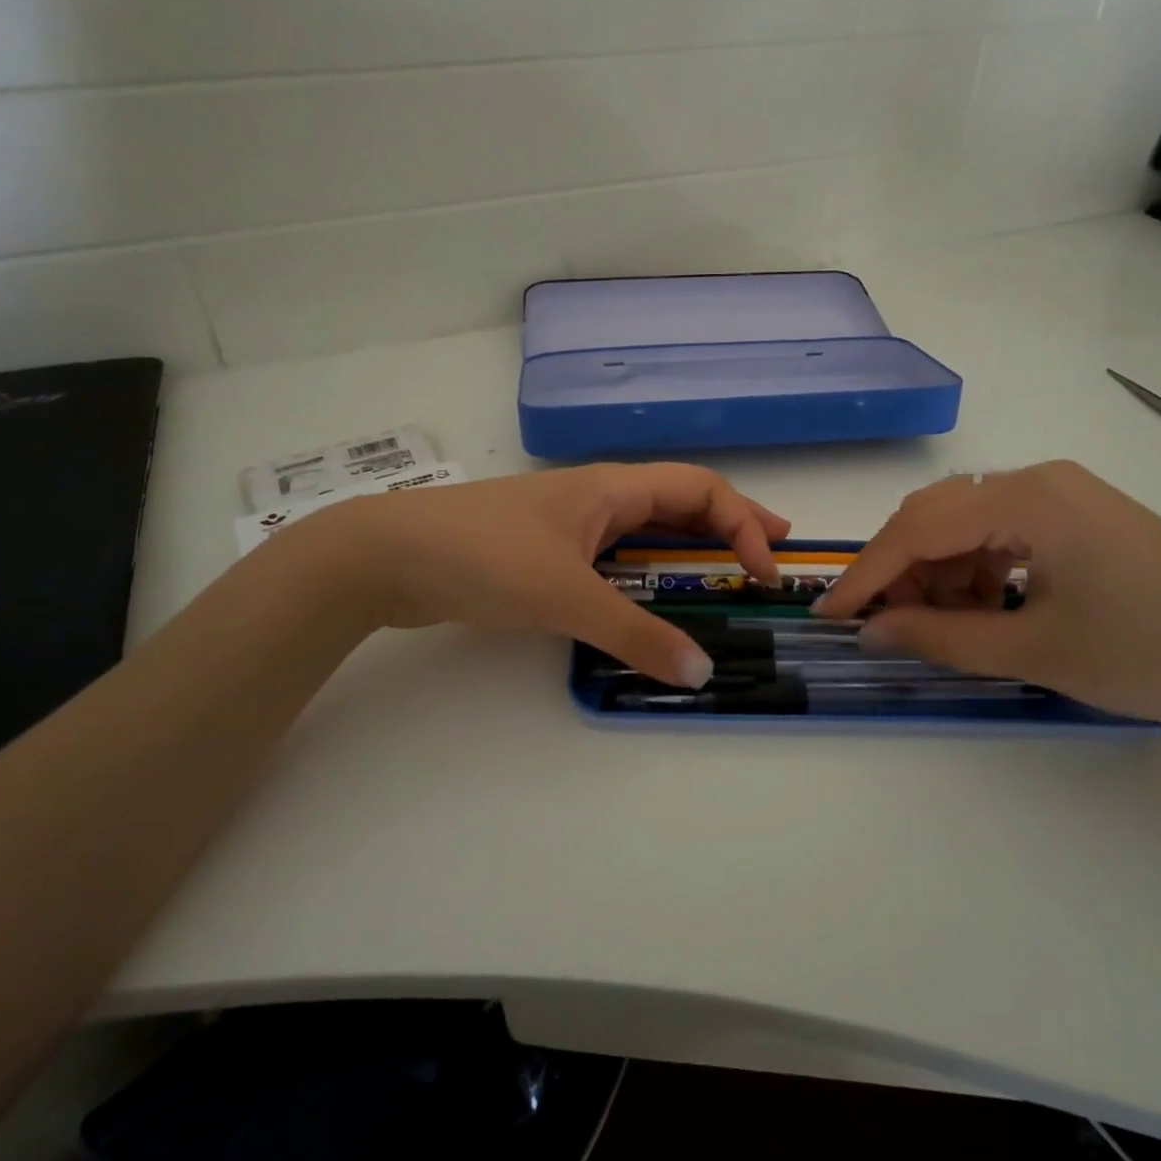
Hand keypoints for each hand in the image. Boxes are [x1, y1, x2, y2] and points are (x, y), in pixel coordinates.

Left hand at [316, 464, 788, 687]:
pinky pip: (616, 559)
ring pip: (648, 531)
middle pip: (681, 502)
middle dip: (731, 526)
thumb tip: (701, 672)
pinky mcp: (547, 554)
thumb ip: (634, 634)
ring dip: (691, 551)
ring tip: (726, 576)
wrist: (388, 555)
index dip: (743, 523)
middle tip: (772, 556)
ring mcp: (572, 525)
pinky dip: (648, 576)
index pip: (702, 489)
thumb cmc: (484, 556)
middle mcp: (600, 498)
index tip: (764, 572)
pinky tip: (654, 600)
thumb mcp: (566, 596)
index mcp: (613, 488)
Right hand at [811, 461, 1160, 734]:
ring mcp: (1062, 495)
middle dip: (901, 571)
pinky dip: (978, 573)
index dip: (868, 573)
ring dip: (940, 574)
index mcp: (1027, 497)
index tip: (829, 615)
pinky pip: (1003, 535)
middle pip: (937, 516)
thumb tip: (871, 632)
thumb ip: (941, 637)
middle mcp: (1038, 480)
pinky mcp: (1079, 518)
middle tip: (882, 625)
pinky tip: (988, 612)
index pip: (919, 528)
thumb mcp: (1036, 651)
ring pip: (967, 525)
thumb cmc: (1157, 654)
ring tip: (943, 627)